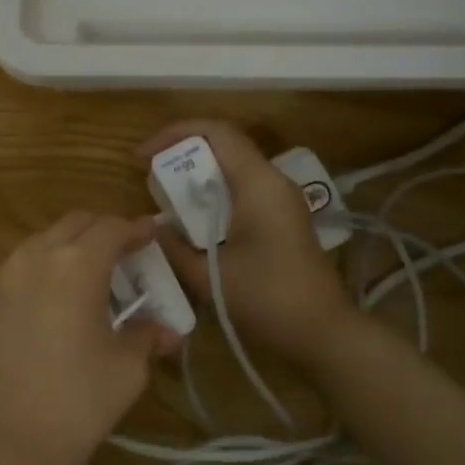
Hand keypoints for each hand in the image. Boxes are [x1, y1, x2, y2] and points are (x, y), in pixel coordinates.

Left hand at [0, 213, 179, 464]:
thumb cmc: (73, 405)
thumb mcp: (126, 371)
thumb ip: (147, 338)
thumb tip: (165, 331)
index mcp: (75, 265)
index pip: (112, 228)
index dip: (137, 230)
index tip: (152, 237)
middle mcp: (32, 259)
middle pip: (73, 225)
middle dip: (101, 232)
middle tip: (122, 257)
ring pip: (38, 246)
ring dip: (65, 252)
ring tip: (82, 283)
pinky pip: (12, 274)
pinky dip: (36, 276)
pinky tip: (43, 308)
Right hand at [140, 120, 356, 367]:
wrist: (322, 332)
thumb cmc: (267, 299)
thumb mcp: (208, 276)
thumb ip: (174, 246)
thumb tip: (153, 226)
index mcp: (259, 184)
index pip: (217, 132)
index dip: (175, 133)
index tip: (143, 156)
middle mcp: (273, 181)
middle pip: (225, 146)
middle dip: (184, 154)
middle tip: (151, 177)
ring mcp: (282, 200)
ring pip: (234, 168)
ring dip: (199, 176)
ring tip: (167, 198)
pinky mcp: (283, 218)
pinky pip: (243, 190)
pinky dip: (214, 195)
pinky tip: (195, 221)